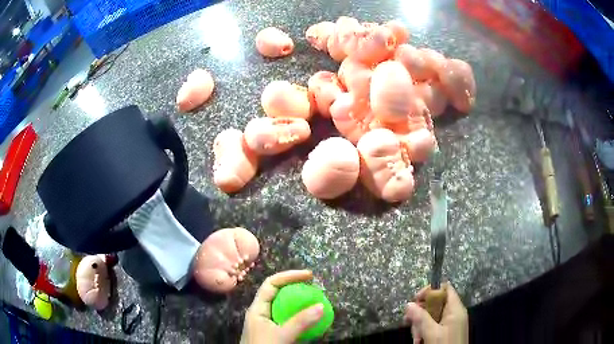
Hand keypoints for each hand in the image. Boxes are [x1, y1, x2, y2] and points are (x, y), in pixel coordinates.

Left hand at [240, 270, 324, 343]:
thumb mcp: (282, 336)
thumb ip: (301, 322)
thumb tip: (321, 306)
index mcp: (258, 308)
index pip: (271, 284)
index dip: (289, 276)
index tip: (310, 276)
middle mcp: (262, 313)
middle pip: (278, 294)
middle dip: (297, 289)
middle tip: (315, 290)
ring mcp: (268, 324)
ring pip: (284, 308)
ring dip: (300, 305)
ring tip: (316, 305)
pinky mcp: (274, 334)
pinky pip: (289, 321)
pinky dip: (300, 319)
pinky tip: (311, 323)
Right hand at [404, 283, 468, 343]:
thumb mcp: (431, 332)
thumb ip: (421, 317)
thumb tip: (408, 304)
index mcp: (455, 308)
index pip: (445, 288)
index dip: (430, 290)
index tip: (415, 299)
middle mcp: (454, 313)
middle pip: (435, 303)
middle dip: (421, 313)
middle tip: (408, 321)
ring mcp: (450, 323)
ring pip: (432, 316)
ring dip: (420, 325)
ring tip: (416, 338)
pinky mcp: (447, 332)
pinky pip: (433, 325)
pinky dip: (425, 331)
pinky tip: (419, 341)